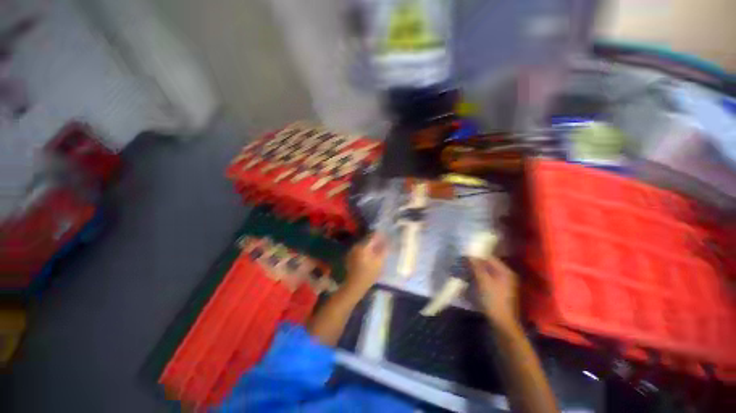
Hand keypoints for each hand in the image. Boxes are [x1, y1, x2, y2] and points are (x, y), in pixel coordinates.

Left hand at [344, 233, 387, 295]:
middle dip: (376, 241)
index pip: (373, 236)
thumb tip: (388, 242)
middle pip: (368, 240)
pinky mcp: (350, 257)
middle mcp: (356, 246)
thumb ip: (384, 250)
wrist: (355, 285)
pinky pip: (360, 250)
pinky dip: (366, 251)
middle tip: (384, 244)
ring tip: (378, 251)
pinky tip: (370, 257)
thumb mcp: (380, 261)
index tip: (386, 236)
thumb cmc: (369, 273)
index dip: (380, 235)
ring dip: (371, 246)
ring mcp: (352, 251)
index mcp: (363, 246)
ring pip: (364, 245)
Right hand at [468, 256, 519, 329]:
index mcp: (504, 271)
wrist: (501, 323)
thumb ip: (475, 266)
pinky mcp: (496, 293)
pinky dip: (475, 281)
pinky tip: (467, 284)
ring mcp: (501, 285)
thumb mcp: (483, 281)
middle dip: (472, 266)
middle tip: (460, 266)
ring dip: (472, 273)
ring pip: (484, 274)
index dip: (475, 257)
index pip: (488, 258)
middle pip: (486, 266)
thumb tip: (468, 255)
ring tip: (462, 275)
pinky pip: (484, 282)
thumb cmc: (493, 299)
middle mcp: (504, 276)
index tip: (462, 258)